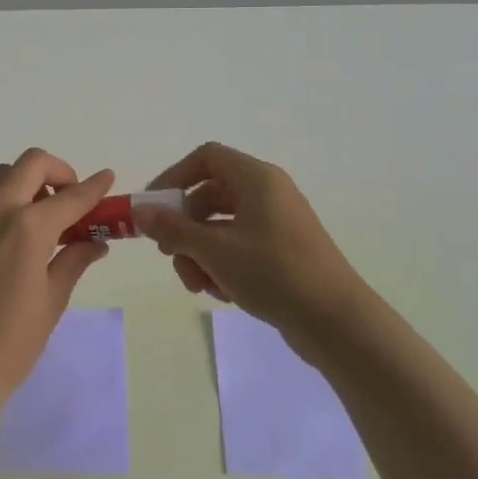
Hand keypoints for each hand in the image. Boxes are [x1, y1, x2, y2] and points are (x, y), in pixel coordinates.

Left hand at [0, 148, 114, 408]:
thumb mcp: (53, 300)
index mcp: (27, 229)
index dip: (94, 187)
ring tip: (35, 217)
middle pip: (31, 164)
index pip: (70, 197)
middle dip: (58, 173)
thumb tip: (95, 243)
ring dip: (23, 183)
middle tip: (68, 200)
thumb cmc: (12, 343)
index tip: (107, 178)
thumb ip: (74, 259)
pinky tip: (3, 231)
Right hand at [135, 142, 370, 345]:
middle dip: (184, 228)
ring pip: (221, 226)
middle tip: (169, 254)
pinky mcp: (282, 251)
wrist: (335, 321)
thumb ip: (173, 228)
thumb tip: (141, 212)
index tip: (154, 207)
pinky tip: (222, 293)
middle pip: (210, 195)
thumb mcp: (214, 250)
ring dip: (200, 253)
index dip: (174, 176)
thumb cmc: (273, 272)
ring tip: (199, 285)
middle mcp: (267, 193)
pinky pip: (239, 246)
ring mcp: (276, 223)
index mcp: (256, 179)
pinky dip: (222, 265)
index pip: (206, 157)